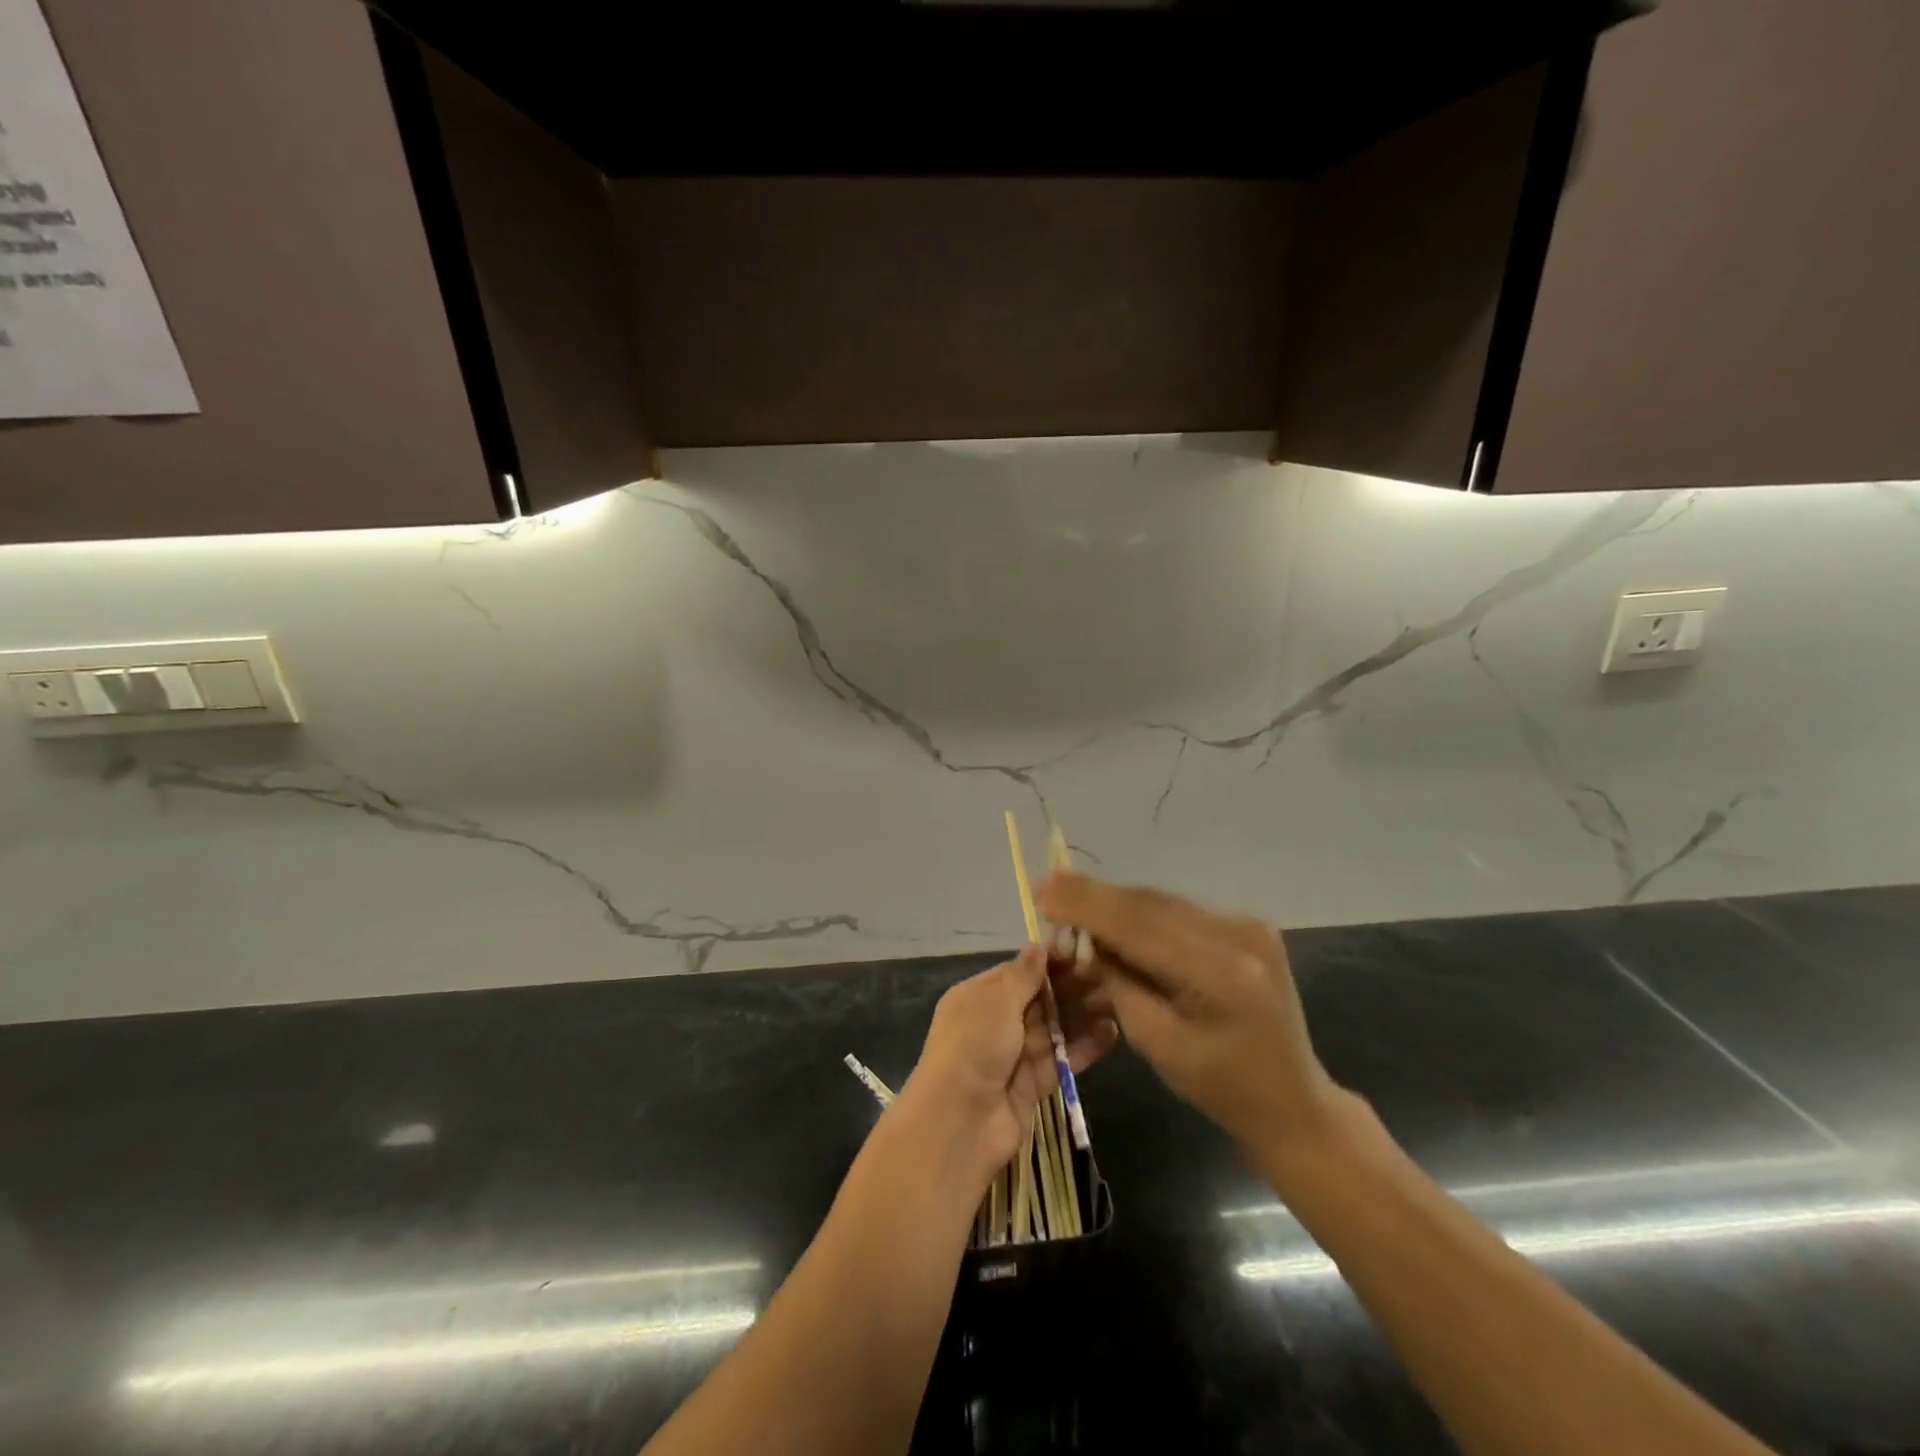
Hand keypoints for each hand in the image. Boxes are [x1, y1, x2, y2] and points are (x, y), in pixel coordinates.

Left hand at [893, 948, 1117, 1194]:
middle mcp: (996, 1022)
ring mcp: (1015, 1054)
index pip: (1018, 972)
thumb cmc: (974, 1047)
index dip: (1049, 961)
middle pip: (1040, 999)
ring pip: (1055, 1028)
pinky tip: (1112, 1032)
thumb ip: (1023, 976)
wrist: (960, 1123)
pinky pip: (1063, 1058)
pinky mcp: (1034, 1083)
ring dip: (1083, 1014)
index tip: (1083, 948)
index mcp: (978, 996)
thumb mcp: (996, 1002)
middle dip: (1071, 987)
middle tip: (1109, 974)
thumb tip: (1040, 946)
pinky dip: (1085, 1046)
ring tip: (1118, 999)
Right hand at [1037, 872, 1343, 1159]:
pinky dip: (1142, 914)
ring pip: (1163, 903)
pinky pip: (1180, 913)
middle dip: (1095, 896)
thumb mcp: (1156, 1042)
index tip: (1042, 892)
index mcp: (1220, 973)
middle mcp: (1239, 935)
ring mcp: (1248, 926)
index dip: (1086, 906)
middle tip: (1048, 885)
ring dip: (1116, 902)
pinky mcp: (1248, 927)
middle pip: (1150, 905)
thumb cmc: (1219, 1087)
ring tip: (1069, 895)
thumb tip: (1088, 937)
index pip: (1138, 925)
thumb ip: (1120, 982)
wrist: (1292, 1101)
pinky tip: (1112, 914)